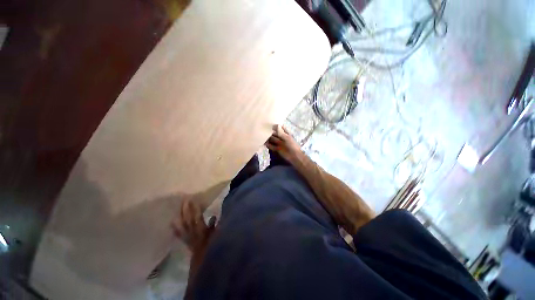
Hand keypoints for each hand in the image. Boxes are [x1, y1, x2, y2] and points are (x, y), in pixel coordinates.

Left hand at [172, 199, 215, 253]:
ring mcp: (189, 238)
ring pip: (183, 226)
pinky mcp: (187, 242)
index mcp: (202, 231)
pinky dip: (176, 229)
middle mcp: (193, 233)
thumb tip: (214, 216)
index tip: (193, 199)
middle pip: (189, 220)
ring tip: (177, 208)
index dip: (195, 208)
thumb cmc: (214, 249)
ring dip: (181, 217)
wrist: (205, 265)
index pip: (198, 217)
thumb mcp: (217, 237)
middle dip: (186, 210)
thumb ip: (215, 227)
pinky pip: (180, 235)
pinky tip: (172, 223)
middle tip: (184, 200)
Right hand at [265, 125, 302, 162]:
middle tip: (263, 130)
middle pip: (275, 134)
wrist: (294, 156)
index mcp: (286, 134)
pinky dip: (268, 145)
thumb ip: (280, 132)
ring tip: (262, 136)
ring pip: (272, 140)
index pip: (280, 128)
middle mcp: (282, 138)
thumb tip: (275, 125)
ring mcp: (279, 143)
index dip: (276, 126)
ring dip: (268, 139)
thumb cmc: (292, 145)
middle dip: (270, 132)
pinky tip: (264, 143)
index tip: (269, 123)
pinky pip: (271, 146)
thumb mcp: (287, 138)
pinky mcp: (277, 149)